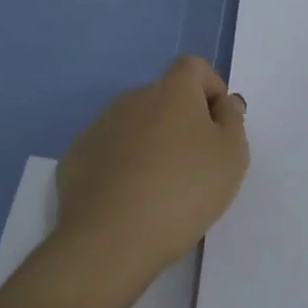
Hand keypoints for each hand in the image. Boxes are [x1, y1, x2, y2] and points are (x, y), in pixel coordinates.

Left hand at [49, 55, 248, 302]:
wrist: (110, 239)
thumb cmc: (183, 190)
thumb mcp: (232, 155)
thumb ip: (232, 120)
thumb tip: (222, 104)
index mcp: (171, 90)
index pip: (194, 68)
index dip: (211, 90)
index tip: (219, 128)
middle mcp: (132, 98)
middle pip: (164, 97)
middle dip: (181, 122)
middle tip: (195, 165)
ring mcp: (98, 127)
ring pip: (135, 126)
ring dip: (150, 144)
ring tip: (161, 189)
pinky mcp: (75, 159)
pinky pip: (109, 153)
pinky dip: (122, 167)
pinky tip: (129, 201)